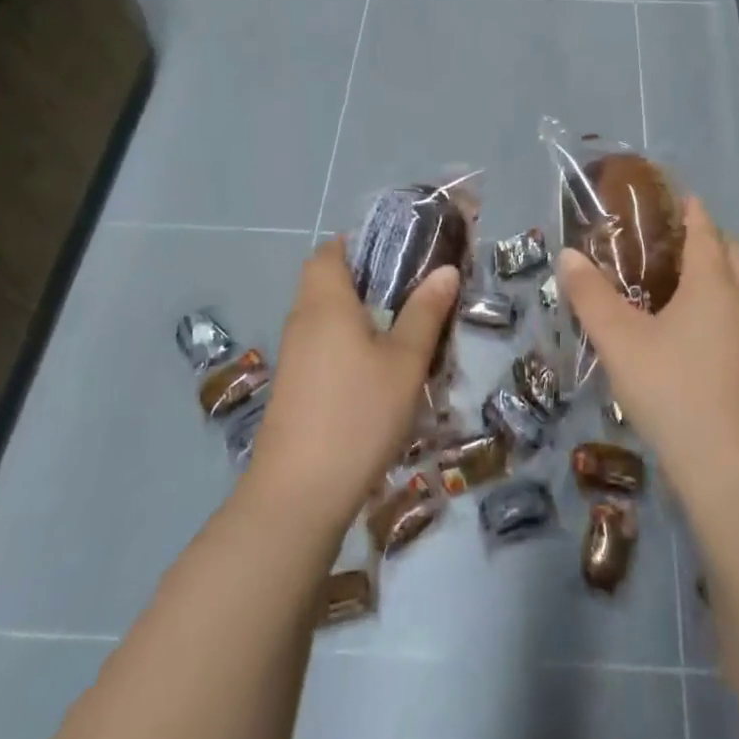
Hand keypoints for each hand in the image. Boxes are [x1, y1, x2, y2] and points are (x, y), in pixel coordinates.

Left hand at [244, 239, 457, 532]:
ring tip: (402, 329)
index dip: (359, 243)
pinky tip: (376, 371)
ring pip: (324, 316)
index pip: (330, 251)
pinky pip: (321, 346)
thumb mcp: (405, 362)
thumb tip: (445, 269)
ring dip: (357, 314)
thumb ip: (425, 312)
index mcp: (326, 302)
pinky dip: (346, 343)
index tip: (398, 252)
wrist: (298, 495)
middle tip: (410, 290)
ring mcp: (293, 357)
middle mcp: (302, 321)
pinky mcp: (293, 388)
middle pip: (325, 281)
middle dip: (365, 279)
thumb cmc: (358, 415)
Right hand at [560, 197, 738, 505]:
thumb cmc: (670, 388)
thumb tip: (567, 254)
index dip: (692, 210)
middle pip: (731, 254)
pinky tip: (687, 331)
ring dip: (714, 274)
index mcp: (712, 284)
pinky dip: (717, 305)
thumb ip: (590, 295)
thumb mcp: (619, 339)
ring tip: (675, 280)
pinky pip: (735, 318)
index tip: (679, 195)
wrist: (724, 466)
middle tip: (672, 237)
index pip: (705, 231)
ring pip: (737, 288)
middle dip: (708, 238)